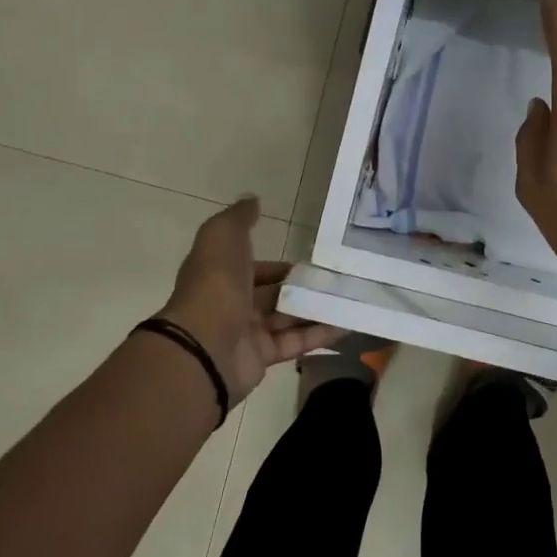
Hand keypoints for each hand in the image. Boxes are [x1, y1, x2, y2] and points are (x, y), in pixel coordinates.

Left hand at [159, 196, 341, 402]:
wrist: (204, 345)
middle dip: (302, 289)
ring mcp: (248, 333)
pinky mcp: (263, 357)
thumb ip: (240, 218)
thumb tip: (252, 199)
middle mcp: (234, 303)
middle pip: (274, 295)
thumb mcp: (223, 236)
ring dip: (317, 310)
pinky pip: (296, 343)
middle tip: (337, 281)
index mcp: (222, 275)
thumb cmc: (215, 284)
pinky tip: (348, 324)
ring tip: (351, 299)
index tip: (309, 263)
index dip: (279, 266)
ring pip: (288, 318)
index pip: (255, 269)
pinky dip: (321, 334)